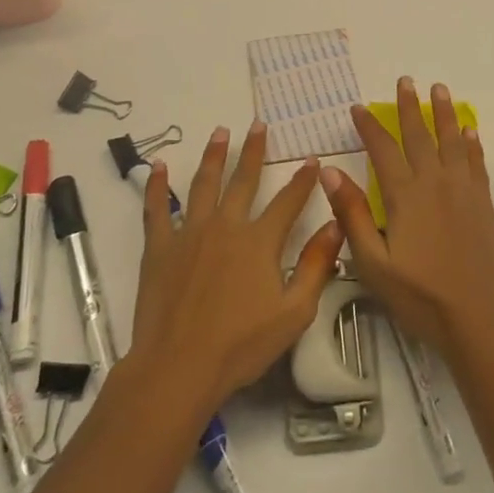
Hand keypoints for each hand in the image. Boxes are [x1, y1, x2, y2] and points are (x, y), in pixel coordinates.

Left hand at [130, 121, 344, 421]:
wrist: (178, 367)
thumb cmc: (241, 345)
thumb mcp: (294, 312)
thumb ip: (317, 266)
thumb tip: (335, 225)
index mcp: (259, 241)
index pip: (288, 201)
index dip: (303, 179)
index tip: (312, 159)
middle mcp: (226, 226)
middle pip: (243, 181)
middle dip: (254, 151)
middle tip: (259, 125)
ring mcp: (189, 233)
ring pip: (203, 184)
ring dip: (213, 156)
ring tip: (220, 132)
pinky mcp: (160, 248)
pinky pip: (157, 209)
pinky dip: (157, 186)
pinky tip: (159, 166)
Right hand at [320, 78, 493, 365]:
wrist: (479, 318)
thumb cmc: (420, 296)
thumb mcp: (374, 263)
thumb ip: (352, 215)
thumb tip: (330, 172)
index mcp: (405, 196)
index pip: (383, 150)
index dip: (369, 127)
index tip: (358, 107)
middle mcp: (435, 183)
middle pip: (420, 136)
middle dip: (409, 107)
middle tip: (405, 80)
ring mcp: (464, 192)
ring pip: (452, 142)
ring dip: (444, 114)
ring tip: (439, 89)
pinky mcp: (484, 204)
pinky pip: (476, 164)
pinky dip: (472, 145)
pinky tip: (470, 132)